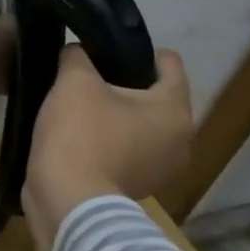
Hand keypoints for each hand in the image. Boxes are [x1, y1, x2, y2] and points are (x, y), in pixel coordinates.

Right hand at [22, 46, 193, 250]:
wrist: (68, 201)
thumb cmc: (80, 135)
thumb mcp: (73, 82)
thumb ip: (77, 56)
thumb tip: (77, 53)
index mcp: (175, 108)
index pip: (168, 62)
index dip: (135, 49)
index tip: (102, 51)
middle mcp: (181, 139)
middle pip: (153, 96)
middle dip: (123, 85)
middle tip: (85, 81)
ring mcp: (162, 169)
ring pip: (140, 126)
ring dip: (115, 117)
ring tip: (78, 111)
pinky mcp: (138, 188)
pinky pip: (127, 152)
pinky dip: (108, 143)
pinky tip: (78, 140)